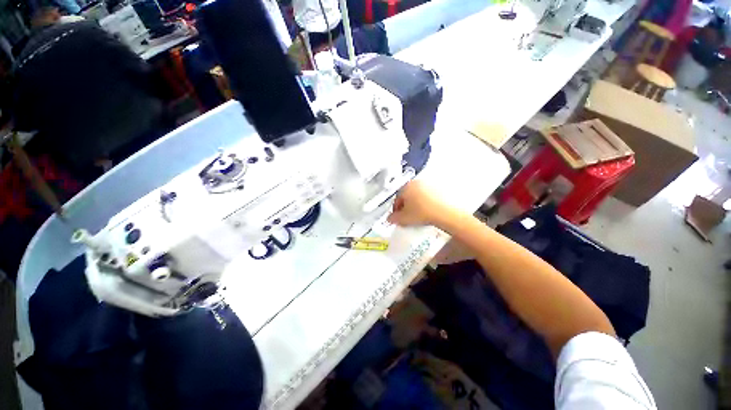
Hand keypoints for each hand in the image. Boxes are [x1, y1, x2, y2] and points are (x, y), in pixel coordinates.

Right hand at [387, 180, 453, 227]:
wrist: (446, 212)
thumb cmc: (424, 212)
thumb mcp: (404, 219)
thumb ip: (393, 218)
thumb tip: (390, 218)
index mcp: (406, 187)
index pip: (396, 199)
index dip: (396, 210)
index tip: (398, 217)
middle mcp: (417, 182)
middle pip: (407, 195)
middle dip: (407, 206)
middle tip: (408, 217)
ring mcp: (429, 184)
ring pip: (418, 195)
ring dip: (417, 204)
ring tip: (420, 215)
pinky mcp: (440, 188)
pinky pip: (429, 196)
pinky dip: (427, 203)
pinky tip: (429, 212)